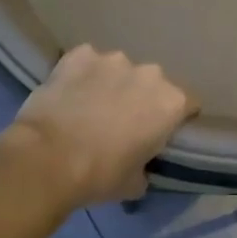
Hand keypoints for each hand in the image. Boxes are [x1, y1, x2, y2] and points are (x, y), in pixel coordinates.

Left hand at [4, 46, 197, 207]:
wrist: (47, 158)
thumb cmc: (100, 175)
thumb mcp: (135, 183)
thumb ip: (146, 164)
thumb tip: (139, 164)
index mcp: (171, 102)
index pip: (189, 104)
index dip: (176, 119)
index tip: (161, 134)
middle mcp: (148, 73)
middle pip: (153, 84)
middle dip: (142, 98)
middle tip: (122, 122)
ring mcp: (112, 59)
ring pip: (119, 70)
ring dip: (111, 84)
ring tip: (90, 106)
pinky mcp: (79, 54)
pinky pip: (87, 62)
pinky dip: (82, 75)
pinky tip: (69, 94)